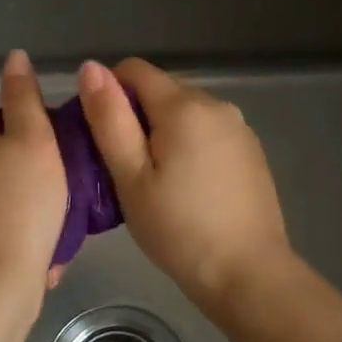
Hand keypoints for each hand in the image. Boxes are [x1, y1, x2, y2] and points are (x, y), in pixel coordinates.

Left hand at [0, 49, 68, 300]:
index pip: (5, 123)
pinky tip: (41, 253)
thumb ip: (24, 96)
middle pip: (3, 161)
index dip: (40, 139)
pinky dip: (17, 235)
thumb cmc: (20, 204)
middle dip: (35, 177)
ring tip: (59, 228)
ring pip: (2, 198)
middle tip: (68, 196)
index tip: (65, 161)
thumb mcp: (34, 140)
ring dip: (30, 210)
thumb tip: (14, 55)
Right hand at [77, 58, 293, 310]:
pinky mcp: (250, 151)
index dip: (108, 95)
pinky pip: (206, 131)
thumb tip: (91, 67)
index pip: (133, 69)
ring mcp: (239, 127)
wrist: (248, 274)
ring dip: (162, 133)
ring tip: (154, 183)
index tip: (101, 138)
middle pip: (160, 90)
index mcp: (184, 105)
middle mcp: (216, 104)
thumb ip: (109, 119)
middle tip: (124, 170)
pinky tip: (186, 188)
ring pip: (184, 112)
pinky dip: (188, 146)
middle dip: (135, 117)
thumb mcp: (130, 177)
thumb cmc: (178, 229)